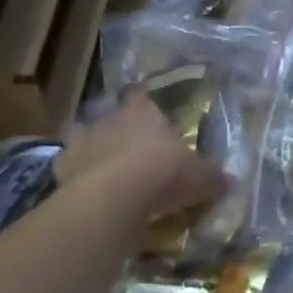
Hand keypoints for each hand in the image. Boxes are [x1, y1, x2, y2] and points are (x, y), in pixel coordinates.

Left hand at [55, 95, 225, 220]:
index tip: (148, 108)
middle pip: (110, 114)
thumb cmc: (163, 173)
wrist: (114, 197)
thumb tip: (231, 183)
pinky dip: (74, 176)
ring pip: (82, 136)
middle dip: (117, 126)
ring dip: (90, 147)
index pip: (142, 94)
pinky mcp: (60, 170)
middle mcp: (109, 119)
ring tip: (102, 164)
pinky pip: (67, 169)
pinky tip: (83, 189)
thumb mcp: (200, 177)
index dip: (145, 101)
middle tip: (129, 143)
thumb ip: (213, 178)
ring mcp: (81, 143)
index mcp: (143, 111)